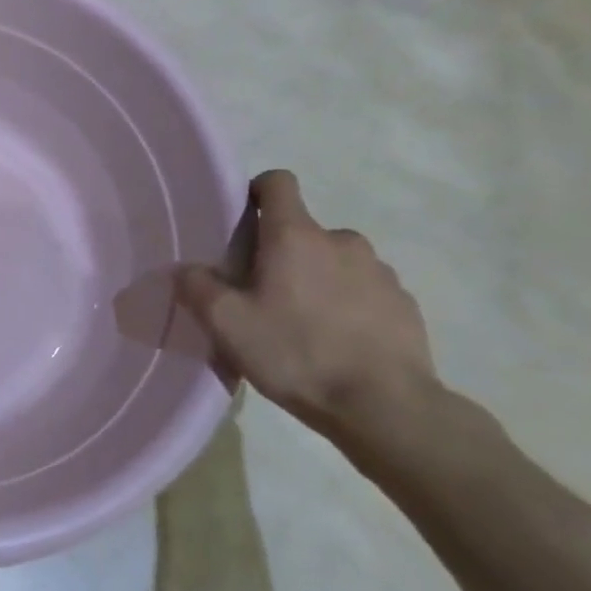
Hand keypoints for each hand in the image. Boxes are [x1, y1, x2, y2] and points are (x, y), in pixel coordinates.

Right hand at [177, 170, 437, 439]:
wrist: (386, 409)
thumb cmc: (297, 354)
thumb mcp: (227, 325)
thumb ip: (197, 288)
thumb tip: (185, 269)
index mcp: (295, 235)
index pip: (278, 182)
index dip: (257, 192)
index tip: (243, 221)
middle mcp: (341, 241)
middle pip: (303, 231)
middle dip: (284, 253)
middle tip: (264, 295)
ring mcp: (380, 272)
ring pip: (337, 262)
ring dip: (319, 280)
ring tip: (305, 325)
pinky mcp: (405, 304)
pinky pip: (366, 291)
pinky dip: (350, 306)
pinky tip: (341, 345)